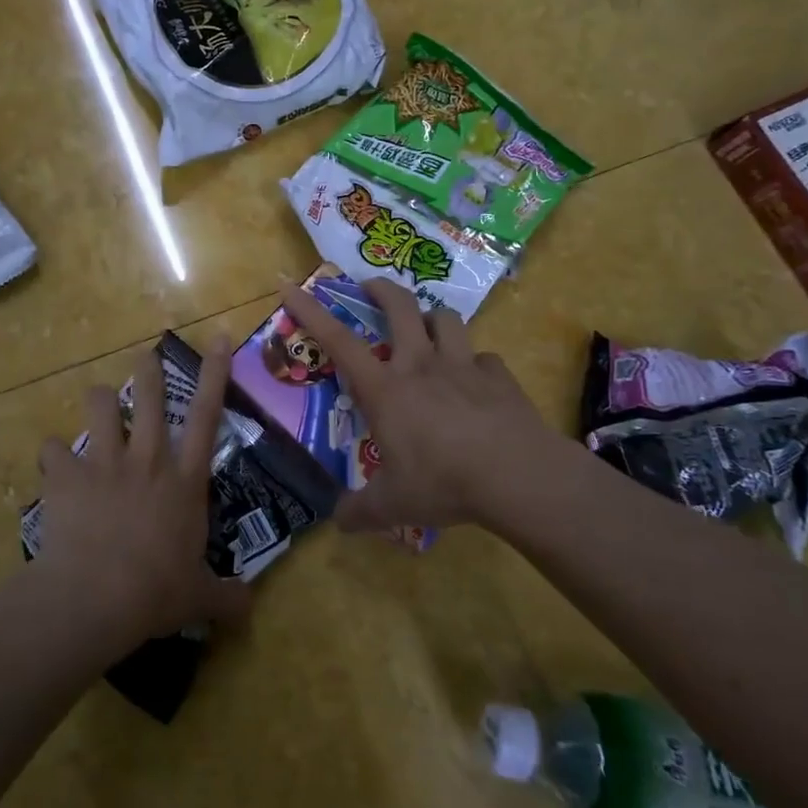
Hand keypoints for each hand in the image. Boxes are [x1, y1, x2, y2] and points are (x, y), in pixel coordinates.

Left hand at [34, 338, 251, 639]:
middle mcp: (148, 460)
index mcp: (185, 481)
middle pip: (151, 396)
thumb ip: (227, 597)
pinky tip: (52, 467)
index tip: (219, 338)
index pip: (208, 416)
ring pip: (100, 405)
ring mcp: (105, 462)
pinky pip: (52, 450)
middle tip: (145, 358)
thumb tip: (249, 608)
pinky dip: (52, 457)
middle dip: (148, 370)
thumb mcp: (199, 598)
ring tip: (99, 406)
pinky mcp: (66, 475)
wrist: (95, 597)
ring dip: (100, 401)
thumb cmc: (156, 592)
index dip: (215, 374)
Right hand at [277, 278, 587, 535]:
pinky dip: (475, 364)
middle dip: (380, 289)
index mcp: (385, 389)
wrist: (517, 475)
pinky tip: (476, 382)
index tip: (290, 285)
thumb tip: (337, 522)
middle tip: (369, 288)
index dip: (310, 310)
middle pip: (399, 306)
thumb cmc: (443, 482)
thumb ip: (359, 511)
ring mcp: (462, 365)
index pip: (337, 340)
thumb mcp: (391, 505)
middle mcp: (420, 365)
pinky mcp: (499, 376)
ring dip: (431, 319)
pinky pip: (483, 357)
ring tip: (427, 331)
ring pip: (445, 319)